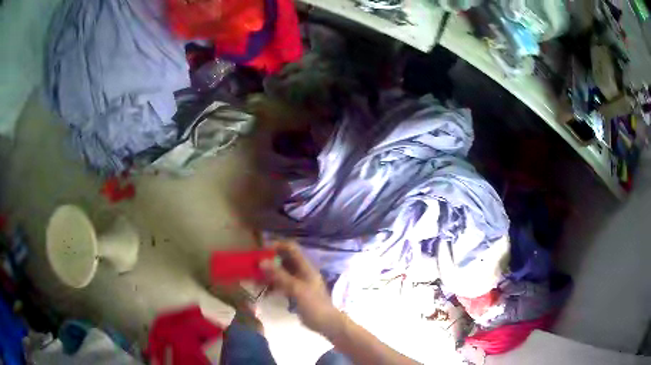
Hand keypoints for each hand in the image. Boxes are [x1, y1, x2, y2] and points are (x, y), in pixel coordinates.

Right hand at [260, 241, 342, 335]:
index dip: (276, 246)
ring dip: (268, 275)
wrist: (326, 323)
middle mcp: (301, 272)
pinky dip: (272, 286)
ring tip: (254, 280)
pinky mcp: (294, 293)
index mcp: (305, 267)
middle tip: (253, 266)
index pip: (290, 248)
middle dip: (268, 261)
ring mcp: (298, 283)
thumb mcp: (296, 289)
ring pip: (280, 273)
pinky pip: (280, 285)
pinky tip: (263, 292)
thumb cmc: (314, 304)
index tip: (260, 251)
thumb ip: (280, 275)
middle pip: (283, 260)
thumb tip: (261, 261)